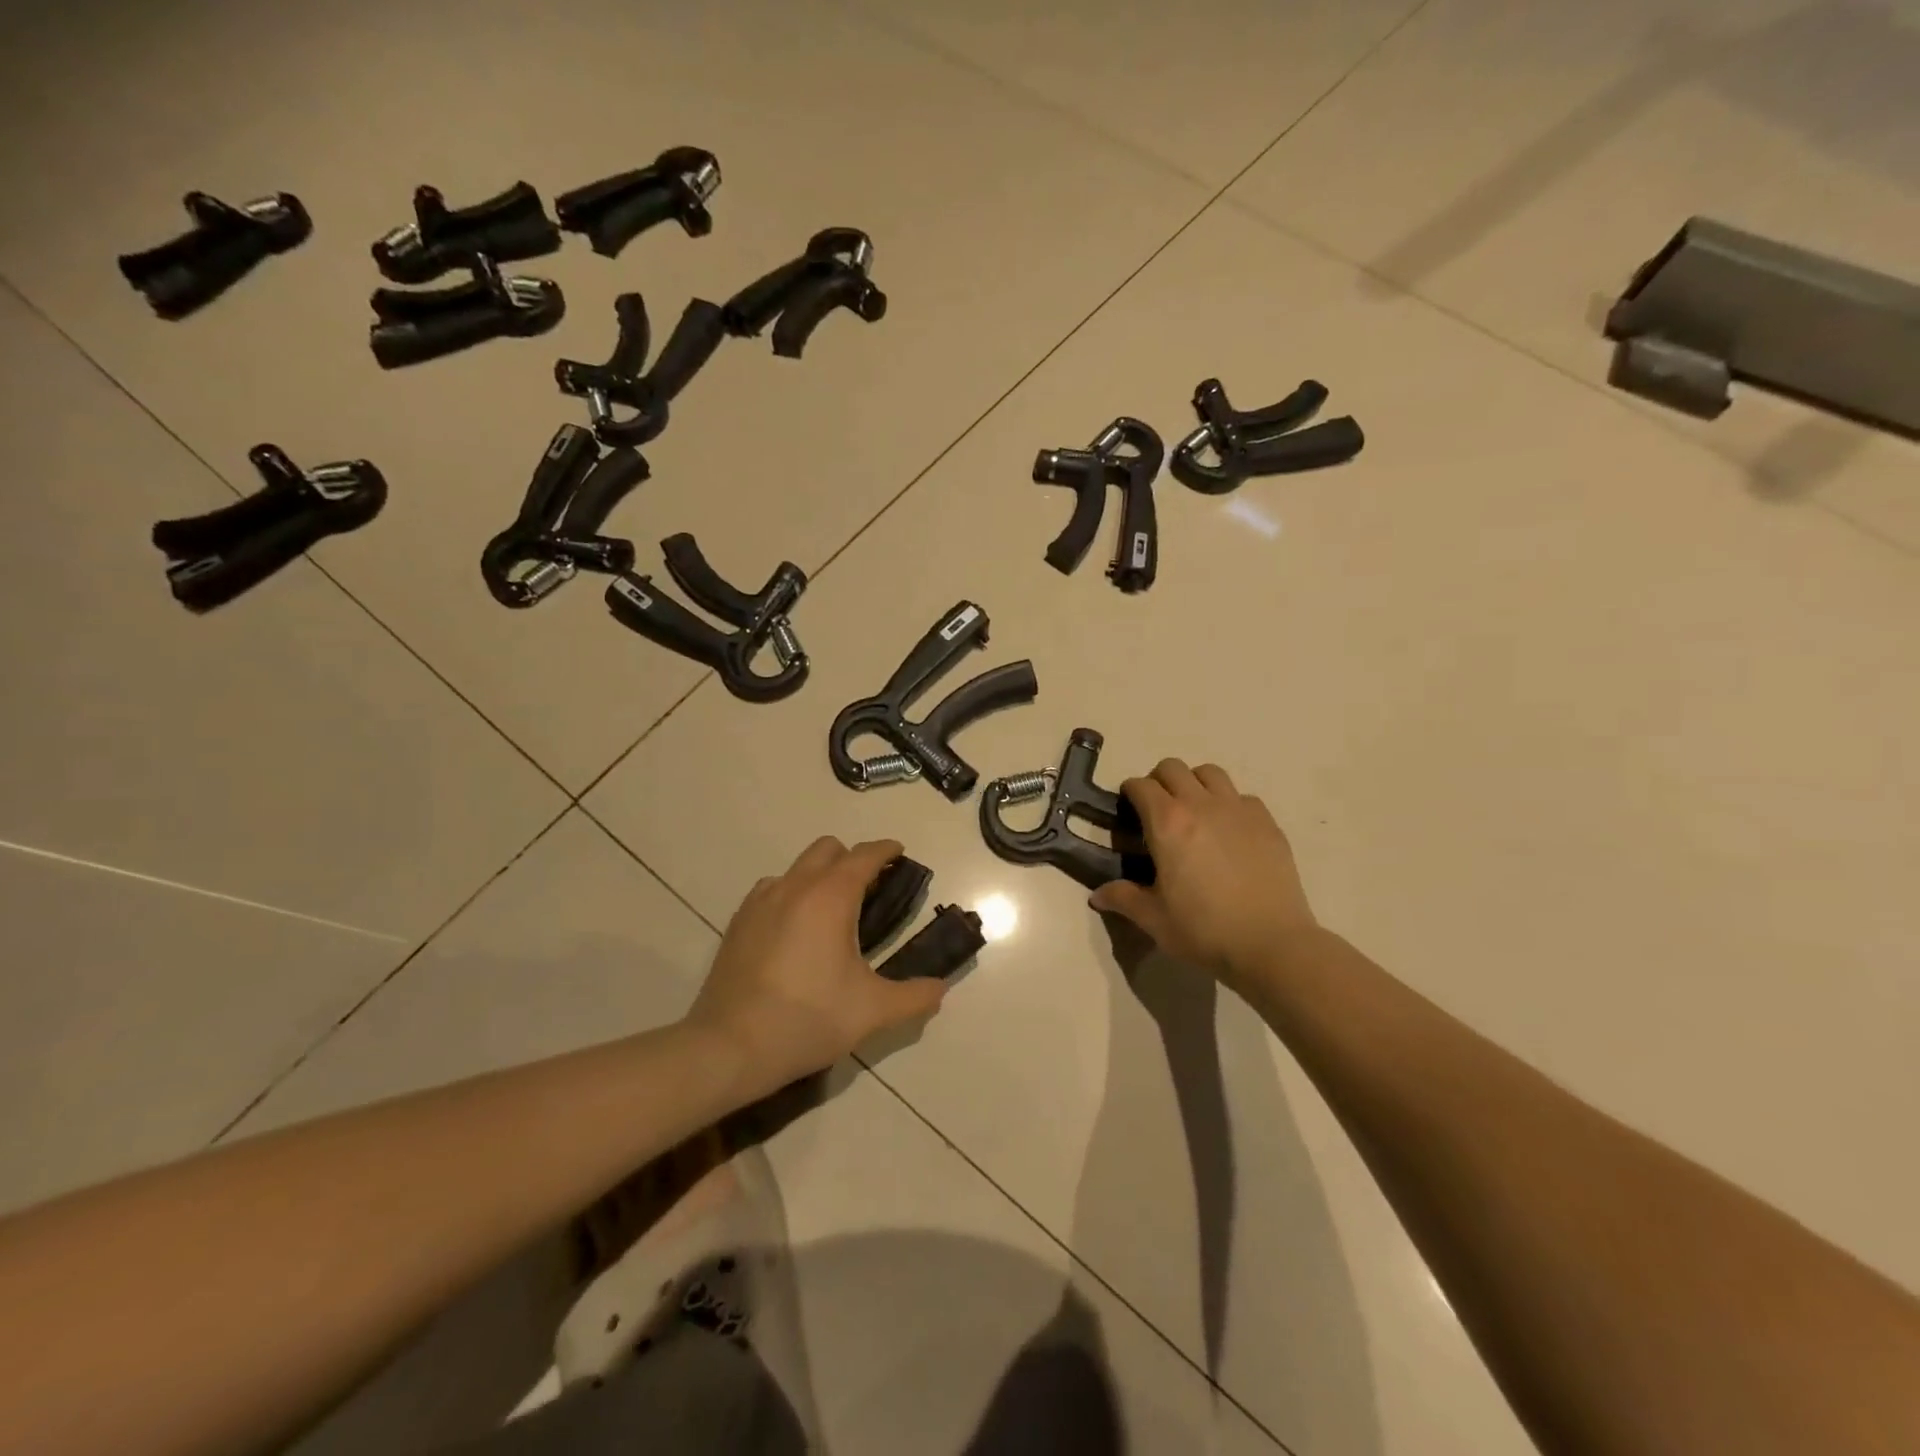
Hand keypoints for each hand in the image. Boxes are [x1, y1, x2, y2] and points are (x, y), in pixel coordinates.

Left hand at [687, 837, 945, 1097]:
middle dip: (853, 858)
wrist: (730, 1047)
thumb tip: (941, 989)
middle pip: (828, 849)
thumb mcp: (872, 1012)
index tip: (900, 854)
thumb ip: (914, 997)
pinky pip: (772, 889)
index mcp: (831, 897)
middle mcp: (795, 886)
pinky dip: (792, 894)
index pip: (864, 855)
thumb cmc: (808, 1020)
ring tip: (833, 911)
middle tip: (871, 888)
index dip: (886, 850)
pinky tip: (796, 928)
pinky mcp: (739, 921)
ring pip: (797, 867)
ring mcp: (761, 901)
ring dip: (820, 875)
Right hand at [1090, 759, 1317, 986]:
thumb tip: (1097, 896)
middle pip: (1173, 768)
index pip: (1141, 786)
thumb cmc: (1204, 930)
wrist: (1272, 944)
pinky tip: (1229, 831)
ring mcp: (1238, 810)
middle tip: (1157, 810)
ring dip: (1194, 783)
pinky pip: (1242, 796)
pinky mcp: (1268, 823)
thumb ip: (1123, 899)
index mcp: (1167, 823)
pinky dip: (1229, 803)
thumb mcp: (1154, 919)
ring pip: (1210, 773)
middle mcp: (1201, 805)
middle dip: (1159, 781)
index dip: (1129, 793)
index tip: (1127, 811)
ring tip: (1193, 812)